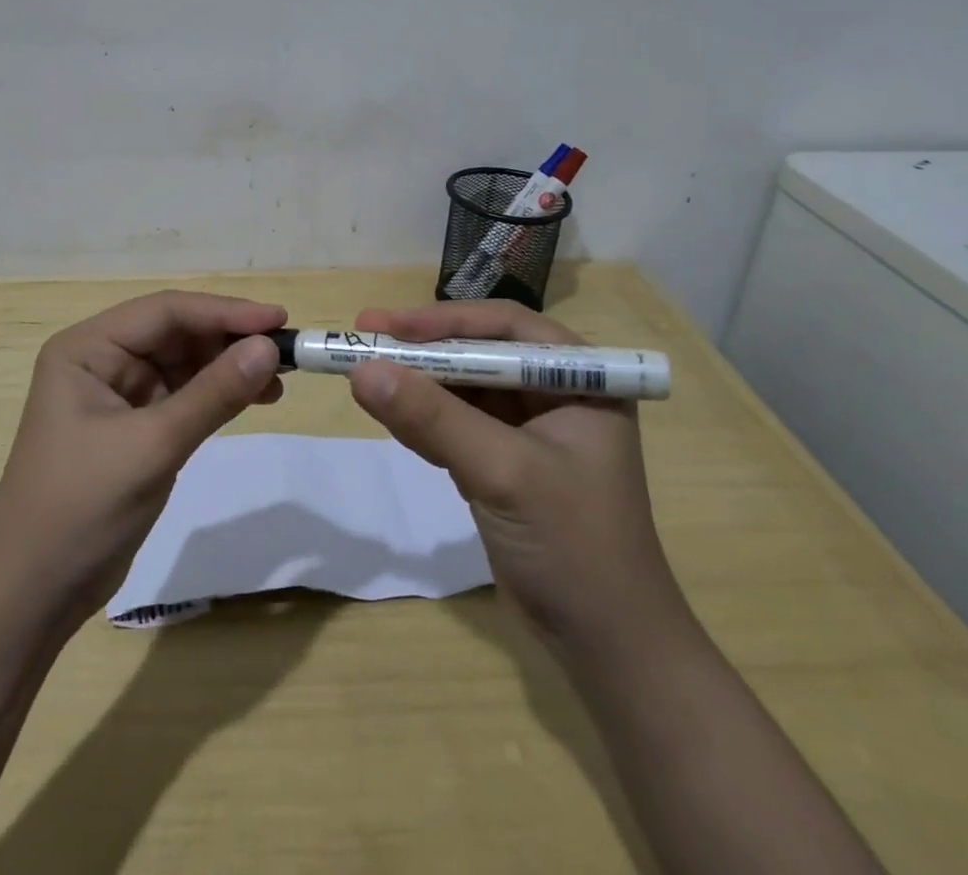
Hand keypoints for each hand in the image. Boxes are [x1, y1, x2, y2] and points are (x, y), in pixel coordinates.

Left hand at [0, 291, 286, 634]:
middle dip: (230, 339)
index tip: (279, 320)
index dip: (225, 312)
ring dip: (229, 367)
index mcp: (87, 348)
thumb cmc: (81, 508)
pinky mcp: (133, 426)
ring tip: (280, 378)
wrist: (33, 594)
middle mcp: (100, 360)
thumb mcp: (152, 446)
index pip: (166, 312)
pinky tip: (255, 399)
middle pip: (176, 333)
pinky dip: (218, 395)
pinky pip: (183, 395)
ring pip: (184, 363)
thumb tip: (270, 348)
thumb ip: (213, 394)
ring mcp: (117, 393)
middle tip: (287, 351)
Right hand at [347, 301, 682, 648]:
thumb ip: (433, 417)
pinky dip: (420, 419)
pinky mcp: (504, 462)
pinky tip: (386, 412)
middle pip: (478, 353)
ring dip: (415, 383)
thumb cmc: (572, 544)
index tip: (388, 325)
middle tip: (363, 336)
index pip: (506, 327)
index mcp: (579, 378)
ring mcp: (528, 429)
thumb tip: (361, 370)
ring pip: (462, 388)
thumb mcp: (502, 470)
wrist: (606, 647)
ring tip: (361, 370)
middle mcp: (555, 393)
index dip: (444, 321)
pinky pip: (454, 425)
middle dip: (422, 350)